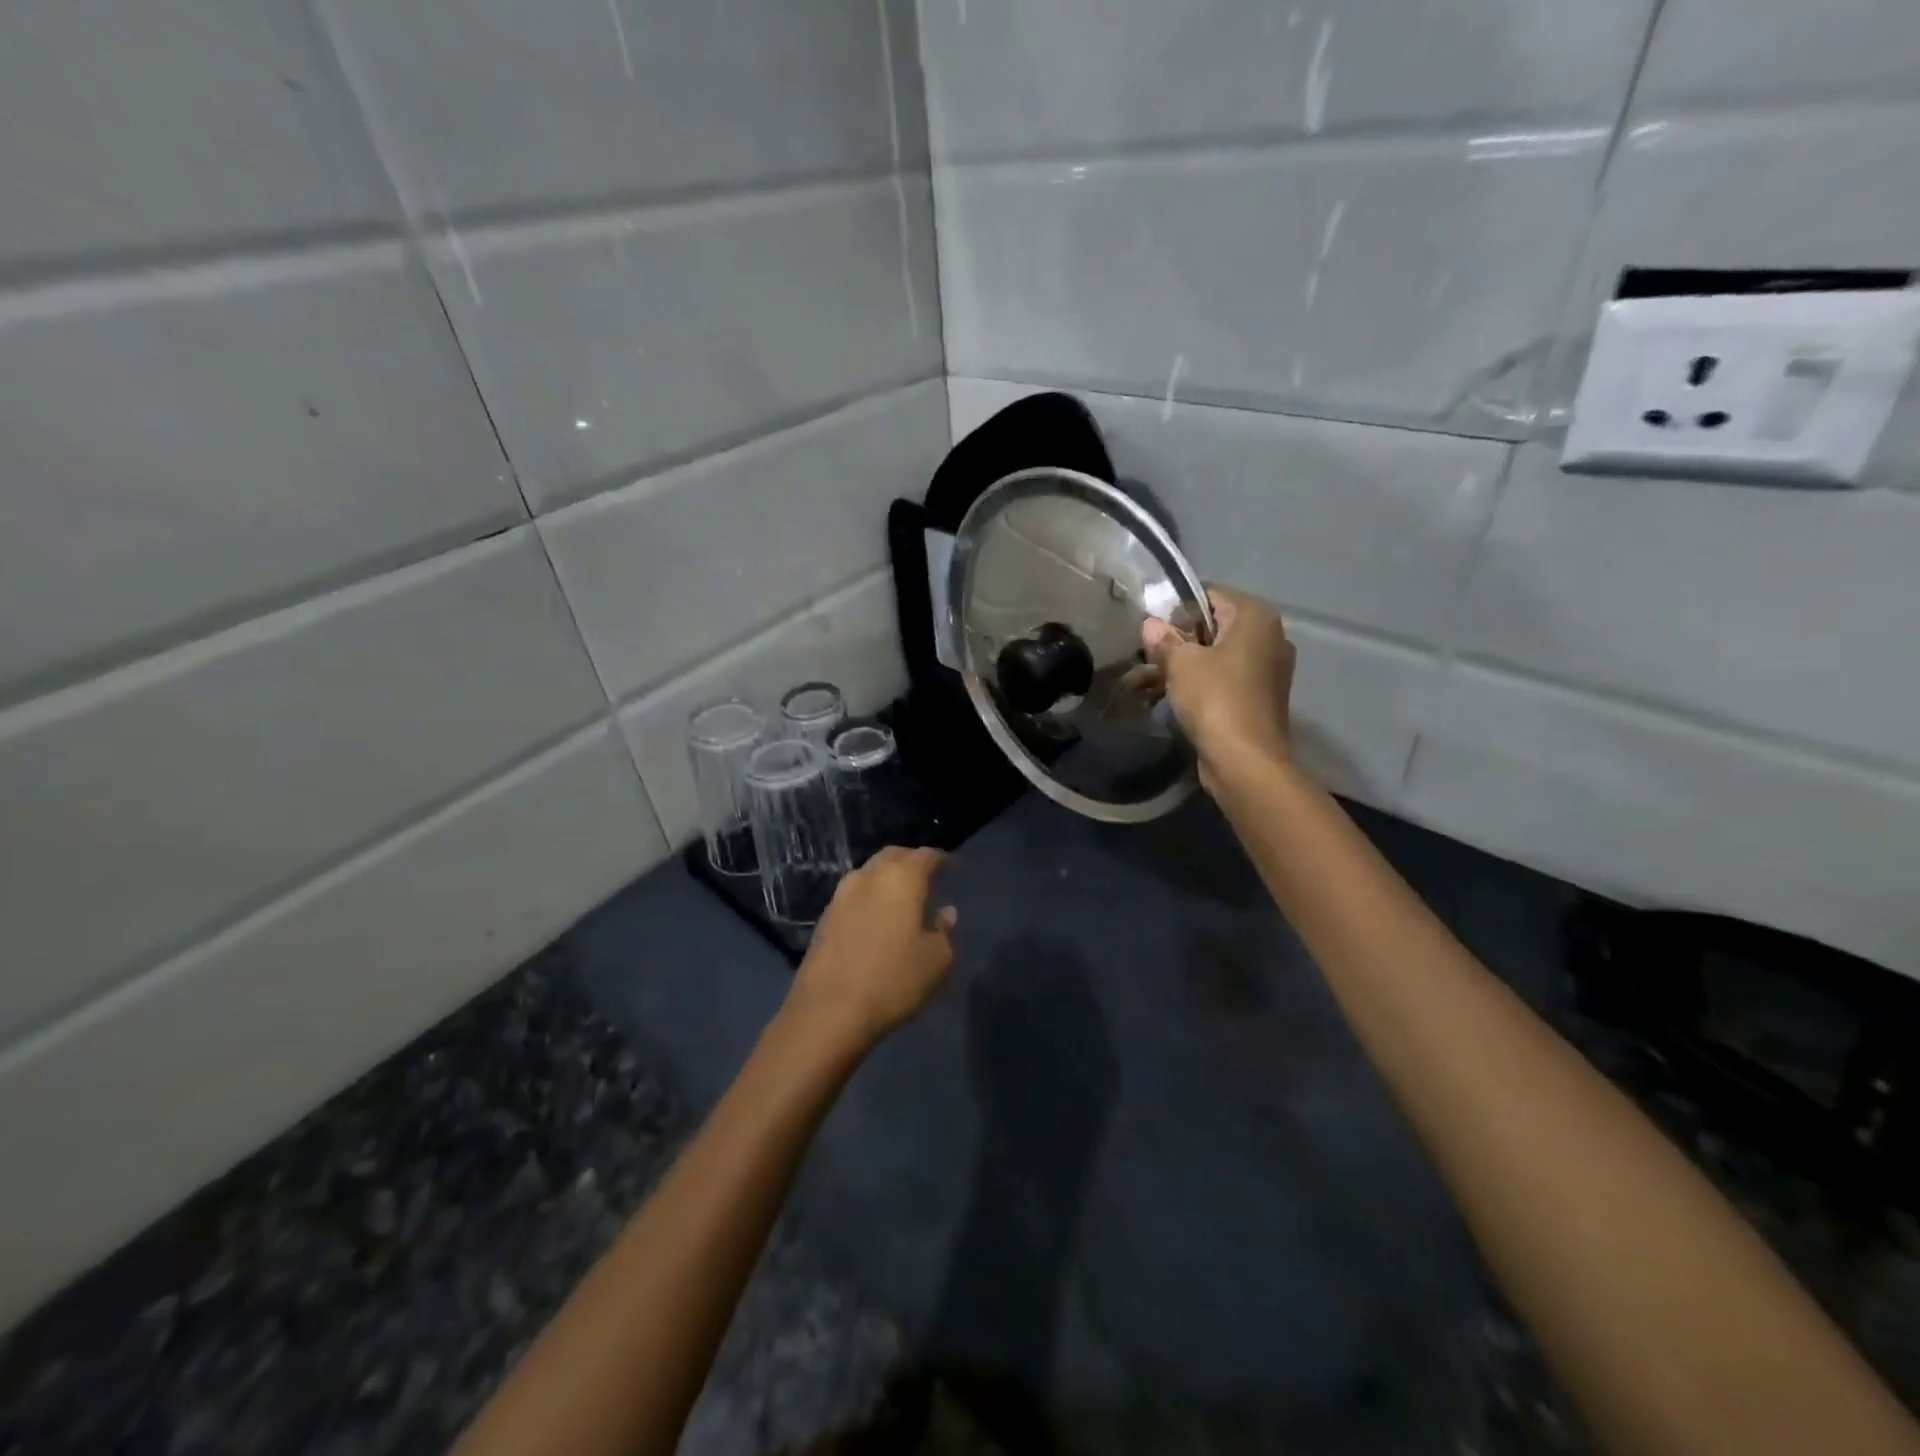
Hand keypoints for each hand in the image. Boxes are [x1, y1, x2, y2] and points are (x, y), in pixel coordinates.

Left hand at [785, 847, 957, 1050]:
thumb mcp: (936, 961)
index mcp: (902, 878)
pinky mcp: (825, 916)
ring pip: (870, 873)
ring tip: (900, 898)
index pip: (925, 855)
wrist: (829, 1011)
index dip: (939, 859)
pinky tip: (876, 917)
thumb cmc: (893, 981)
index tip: (949, 866)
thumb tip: (945, 912)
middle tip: (925, 877)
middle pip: (893, 856)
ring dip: (886, 878)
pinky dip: (869, 897)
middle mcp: (869, 876)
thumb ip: (944, 931)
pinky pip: (854, 894)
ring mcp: (841, 894)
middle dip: (910, 862)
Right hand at [1142, 587, 1295, 788]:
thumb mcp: (1181, 663)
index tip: (1155, 633)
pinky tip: (1173, 698)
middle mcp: (1270, 637)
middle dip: (1181, 641)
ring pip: (1218, 656)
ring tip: (1152, 681)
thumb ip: (1164, 640)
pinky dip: (1202, 685)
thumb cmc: (1215, 699)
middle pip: (1215, 627)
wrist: (1245, 760)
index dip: (1178, 611)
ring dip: (1186, 666)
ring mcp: (1269, 670)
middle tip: (1150, 657)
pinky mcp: (1261, 698)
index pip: (1210, 596)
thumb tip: (1151, 625)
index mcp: (1256, 617)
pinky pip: (1225, 680)